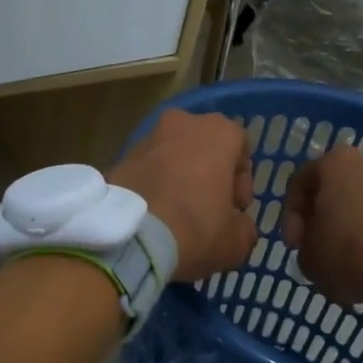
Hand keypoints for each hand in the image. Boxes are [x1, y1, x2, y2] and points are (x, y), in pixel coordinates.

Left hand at [109, 109, 257, 281]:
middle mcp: (182, 123)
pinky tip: (154, 216)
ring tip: (177, 217)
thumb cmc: (196, 228)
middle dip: (209, 176)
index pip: (241, 149)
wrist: (131, 238)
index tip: (235, 210)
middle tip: (208, 212)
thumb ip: (243, 227)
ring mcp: (147, 138)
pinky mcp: (120, 157)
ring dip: (180, 180)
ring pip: (174, 158)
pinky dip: (154, 186)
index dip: (241, 183)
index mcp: (219, 131)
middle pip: (205, 149)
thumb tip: (237, 227)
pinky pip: (147, 170)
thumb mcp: (237, 240)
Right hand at [284, 147, 362, 304]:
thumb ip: (307, 243)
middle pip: (339, 188)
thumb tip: (319, 244)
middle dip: (328, 215)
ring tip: (353, 256)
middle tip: (322, 246)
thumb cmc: (348, 252)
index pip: (300, 183)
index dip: (291, 216)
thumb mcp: (308, 256)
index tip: (295, 245)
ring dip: (358, 223)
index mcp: (336, 163)